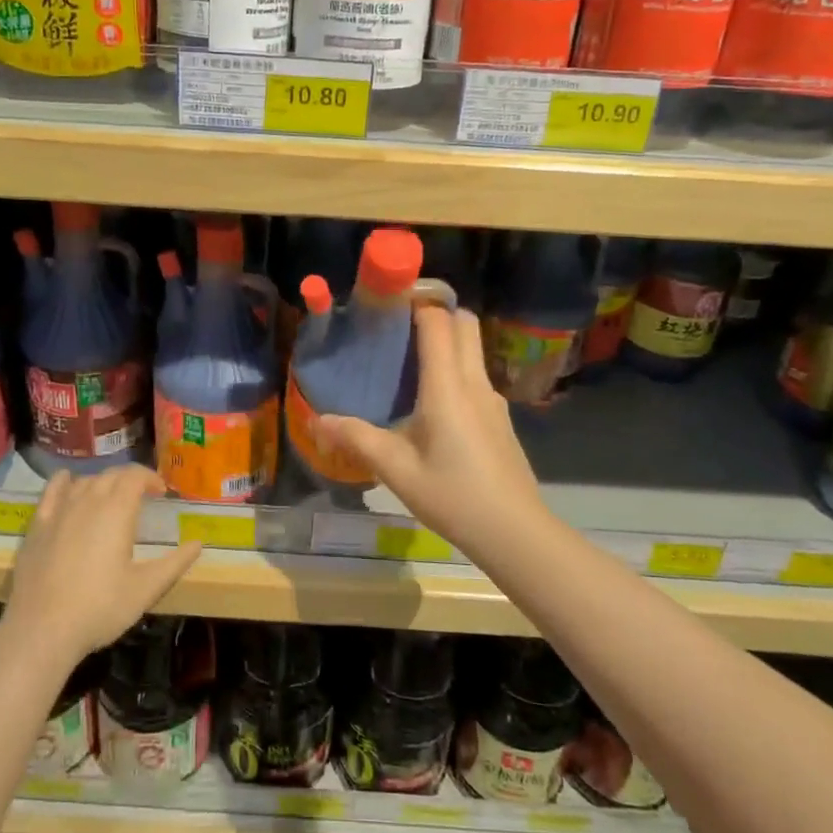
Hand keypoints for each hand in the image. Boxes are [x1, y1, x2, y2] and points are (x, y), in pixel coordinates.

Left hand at [2, 465, 202, 668]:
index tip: (161, 492)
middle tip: (142, 495)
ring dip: (102, 482)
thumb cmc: (100, 608)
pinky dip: (64, 481)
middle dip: (129, 479)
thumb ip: (174, 563)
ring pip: (85, 481)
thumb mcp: (146, 589)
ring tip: (111, 497)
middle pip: (111, 475)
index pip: (135, 476)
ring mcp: (60, 511)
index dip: (150, 478)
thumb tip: (198, 543)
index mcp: (117, 511)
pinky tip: (68, 480)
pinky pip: (52, 491)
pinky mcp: (37, 525)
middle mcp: (88, 501)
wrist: (41, 629)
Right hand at [315, 306, 547, 556]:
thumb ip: (357, 439)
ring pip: (474, 348)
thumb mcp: (397, 470)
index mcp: (448, 386)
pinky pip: (476, 374)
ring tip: (408, 360)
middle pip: (465, 323)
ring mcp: (493, 399)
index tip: (388, 300)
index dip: (417, 301)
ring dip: (447, 340)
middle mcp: (475, 382)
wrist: (515, 532)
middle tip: (399, 325)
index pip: (439, 321)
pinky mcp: (499, 418)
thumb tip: (317, 420)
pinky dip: (455, 367)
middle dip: (436, 311)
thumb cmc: (453, 495)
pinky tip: (431, 401)